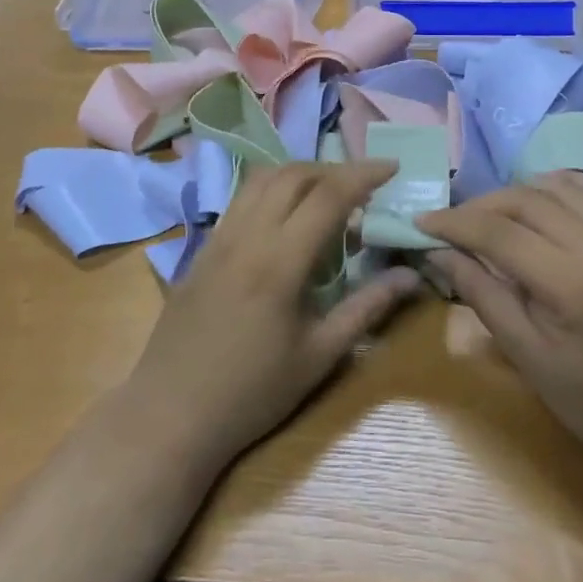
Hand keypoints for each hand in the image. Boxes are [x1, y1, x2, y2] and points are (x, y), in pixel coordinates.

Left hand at [120, 160, 420, 475]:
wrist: (170, 414)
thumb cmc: (252, 393)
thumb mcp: (319, 357)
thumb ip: (367, 308)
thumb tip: (412, 276)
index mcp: (280, 261)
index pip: (328, 195)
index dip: (363, 174)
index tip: (392, 167)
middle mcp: (247, 235)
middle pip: (293, 174)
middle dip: (334, 169)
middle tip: (364, 184)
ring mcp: (219, 238)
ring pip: (261, 179)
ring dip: (300, 173)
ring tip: (327, 191)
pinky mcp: (201, 248)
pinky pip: (241, 199)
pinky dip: (271, 189)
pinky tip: (285, 215)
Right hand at [420, 172, 582, 483]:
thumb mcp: (527, 357)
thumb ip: (481, 295)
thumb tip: (438, 252)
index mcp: (573, 285)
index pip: (499, 232)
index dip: (454, 223)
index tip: (421, 223)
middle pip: (526, 200)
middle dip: (480, 205)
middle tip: (451, 223)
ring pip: (559, 186)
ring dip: (517, 192)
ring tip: (491, 215)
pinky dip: (562, 186)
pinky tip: (541, 201)